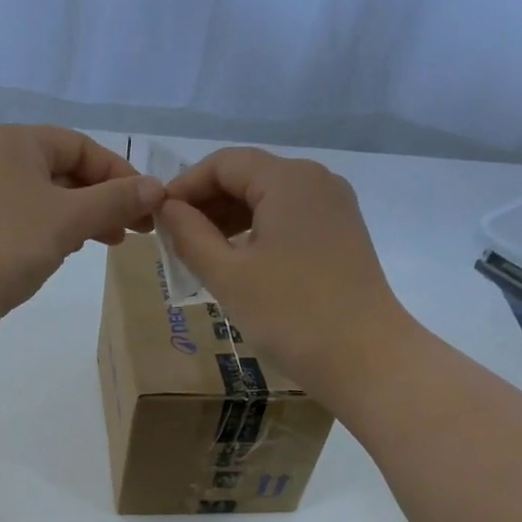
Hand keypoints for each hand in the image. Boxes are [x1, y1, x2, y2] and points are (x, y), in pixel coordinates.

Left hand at [0, 124, 165, 347]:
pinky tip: (73, 251)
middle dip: (104, 200)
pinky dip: (56, 233)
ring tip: (112, 243)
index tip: (148, 207)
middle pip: (66, 172)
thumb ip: (115, 201)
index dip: (120, 174)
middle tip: (137, 231)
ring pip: (49, 200)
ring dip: (84, 218)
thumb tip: (157, 188)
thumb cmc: (5, 243)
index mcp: (16, 142)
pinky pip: (30, 223)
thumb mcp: (68, 218)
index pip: (81, 147)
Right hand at [156, 146, 413, 389]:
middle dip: (207, 202)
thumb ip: (190, 235)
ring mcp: (334, 208)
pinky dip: (257, 231)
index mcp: (288, 180)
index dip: (184, 186)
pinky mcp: (342, 235)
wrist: (365, 358)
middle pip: (249, 175)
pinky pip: (289, 218)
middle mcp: (316, 181)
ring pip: (269, 198)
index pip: (224, 163)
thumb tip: (167, 209)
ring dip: (230, 218)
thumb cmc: (289, 313)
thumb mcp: (227, 274)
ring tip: (199, 252)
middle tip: (173, 238)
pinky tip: (238, 261)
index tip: (156, 217)